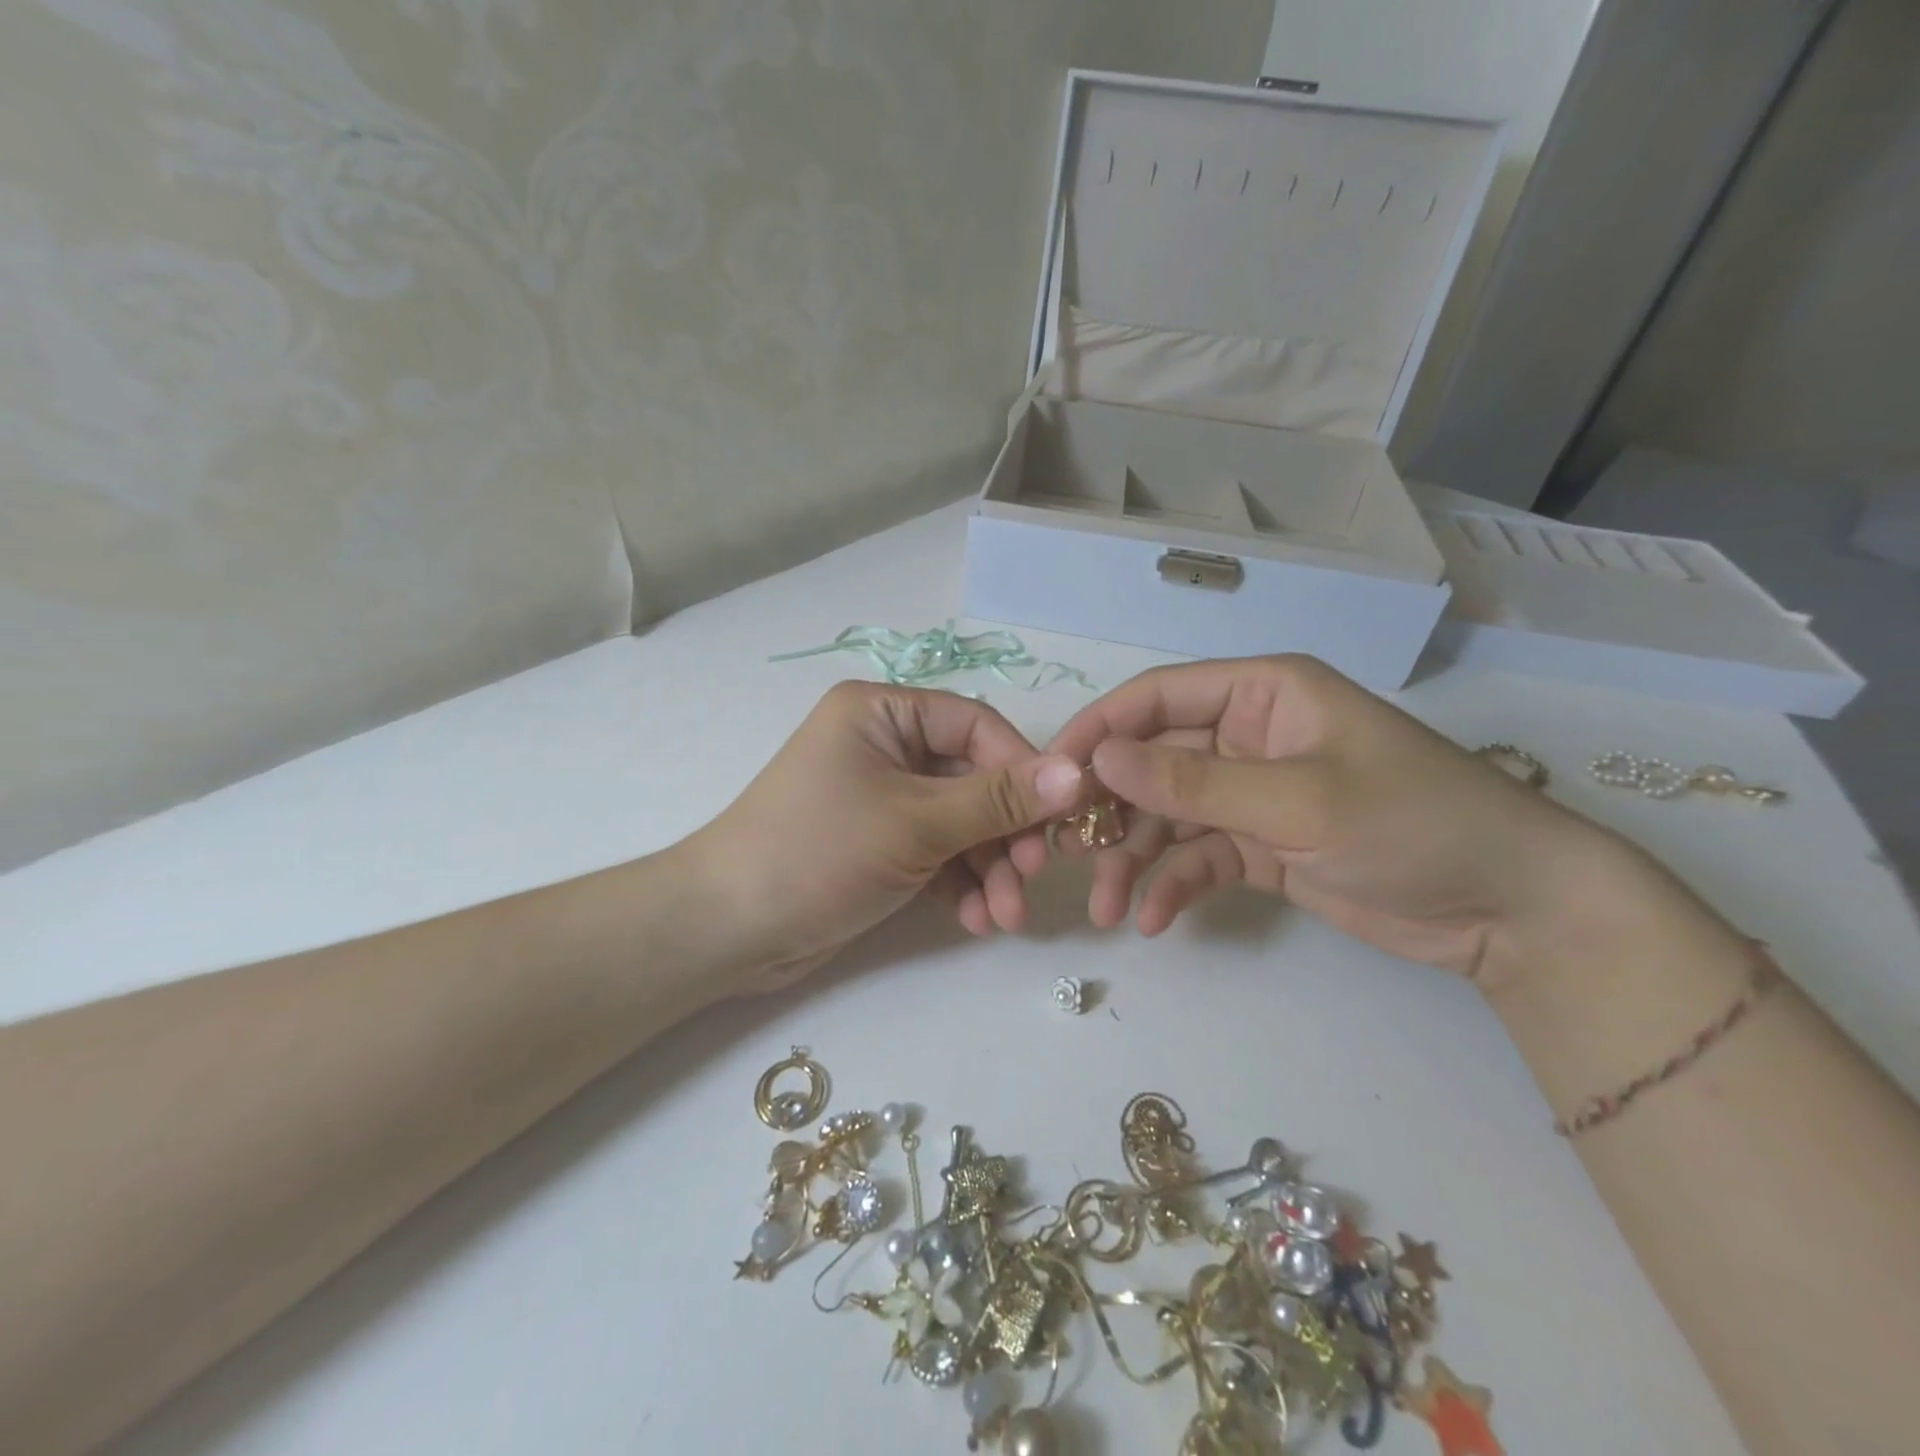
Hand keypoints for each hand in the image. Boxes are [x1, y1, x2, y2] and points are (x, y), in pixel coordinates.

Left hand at [687, 681, 1083, 990]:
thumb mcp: (916, 822)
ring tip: (1004, 918)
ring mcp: (883, 798)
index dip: (1023, 770)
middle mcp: (885, 746)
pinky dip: (960, 884)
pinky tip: (976, 921)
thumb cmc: (818, 852)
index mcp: (883, 712)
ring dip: (988, 869)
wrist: (727, 930)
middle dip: (1005, 835)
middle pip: (973, 780)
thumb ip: (998, 800)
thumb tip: (1076, 774)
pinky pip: (938, 853)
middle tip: (1030, 880)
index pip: (976, 726)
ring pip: (961, 824)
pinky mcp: (881, 845)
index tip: (1059, 818)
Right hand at [1038, 655, 1609, 979]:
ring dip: (1133, 859)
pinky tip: (1154, 920)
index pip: (1158, 697)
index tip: (1049, 773)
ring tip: (1106, 908)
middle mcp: (1248, 737)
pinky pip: (1198, 857)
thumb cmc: (1412, 824)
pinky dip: (1174, 885)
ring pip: (1169, 817)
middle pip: (1153, 763)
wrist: (1510, 909)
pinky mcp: (1261, 846)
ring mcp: (1253, 794)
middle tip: (1064, 852)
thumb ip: (1193, 783)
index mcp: (1261, 695)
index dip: (1100, 730)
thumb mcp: (1298, 801)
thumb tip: (1100, 760)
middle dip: (1109, 809)